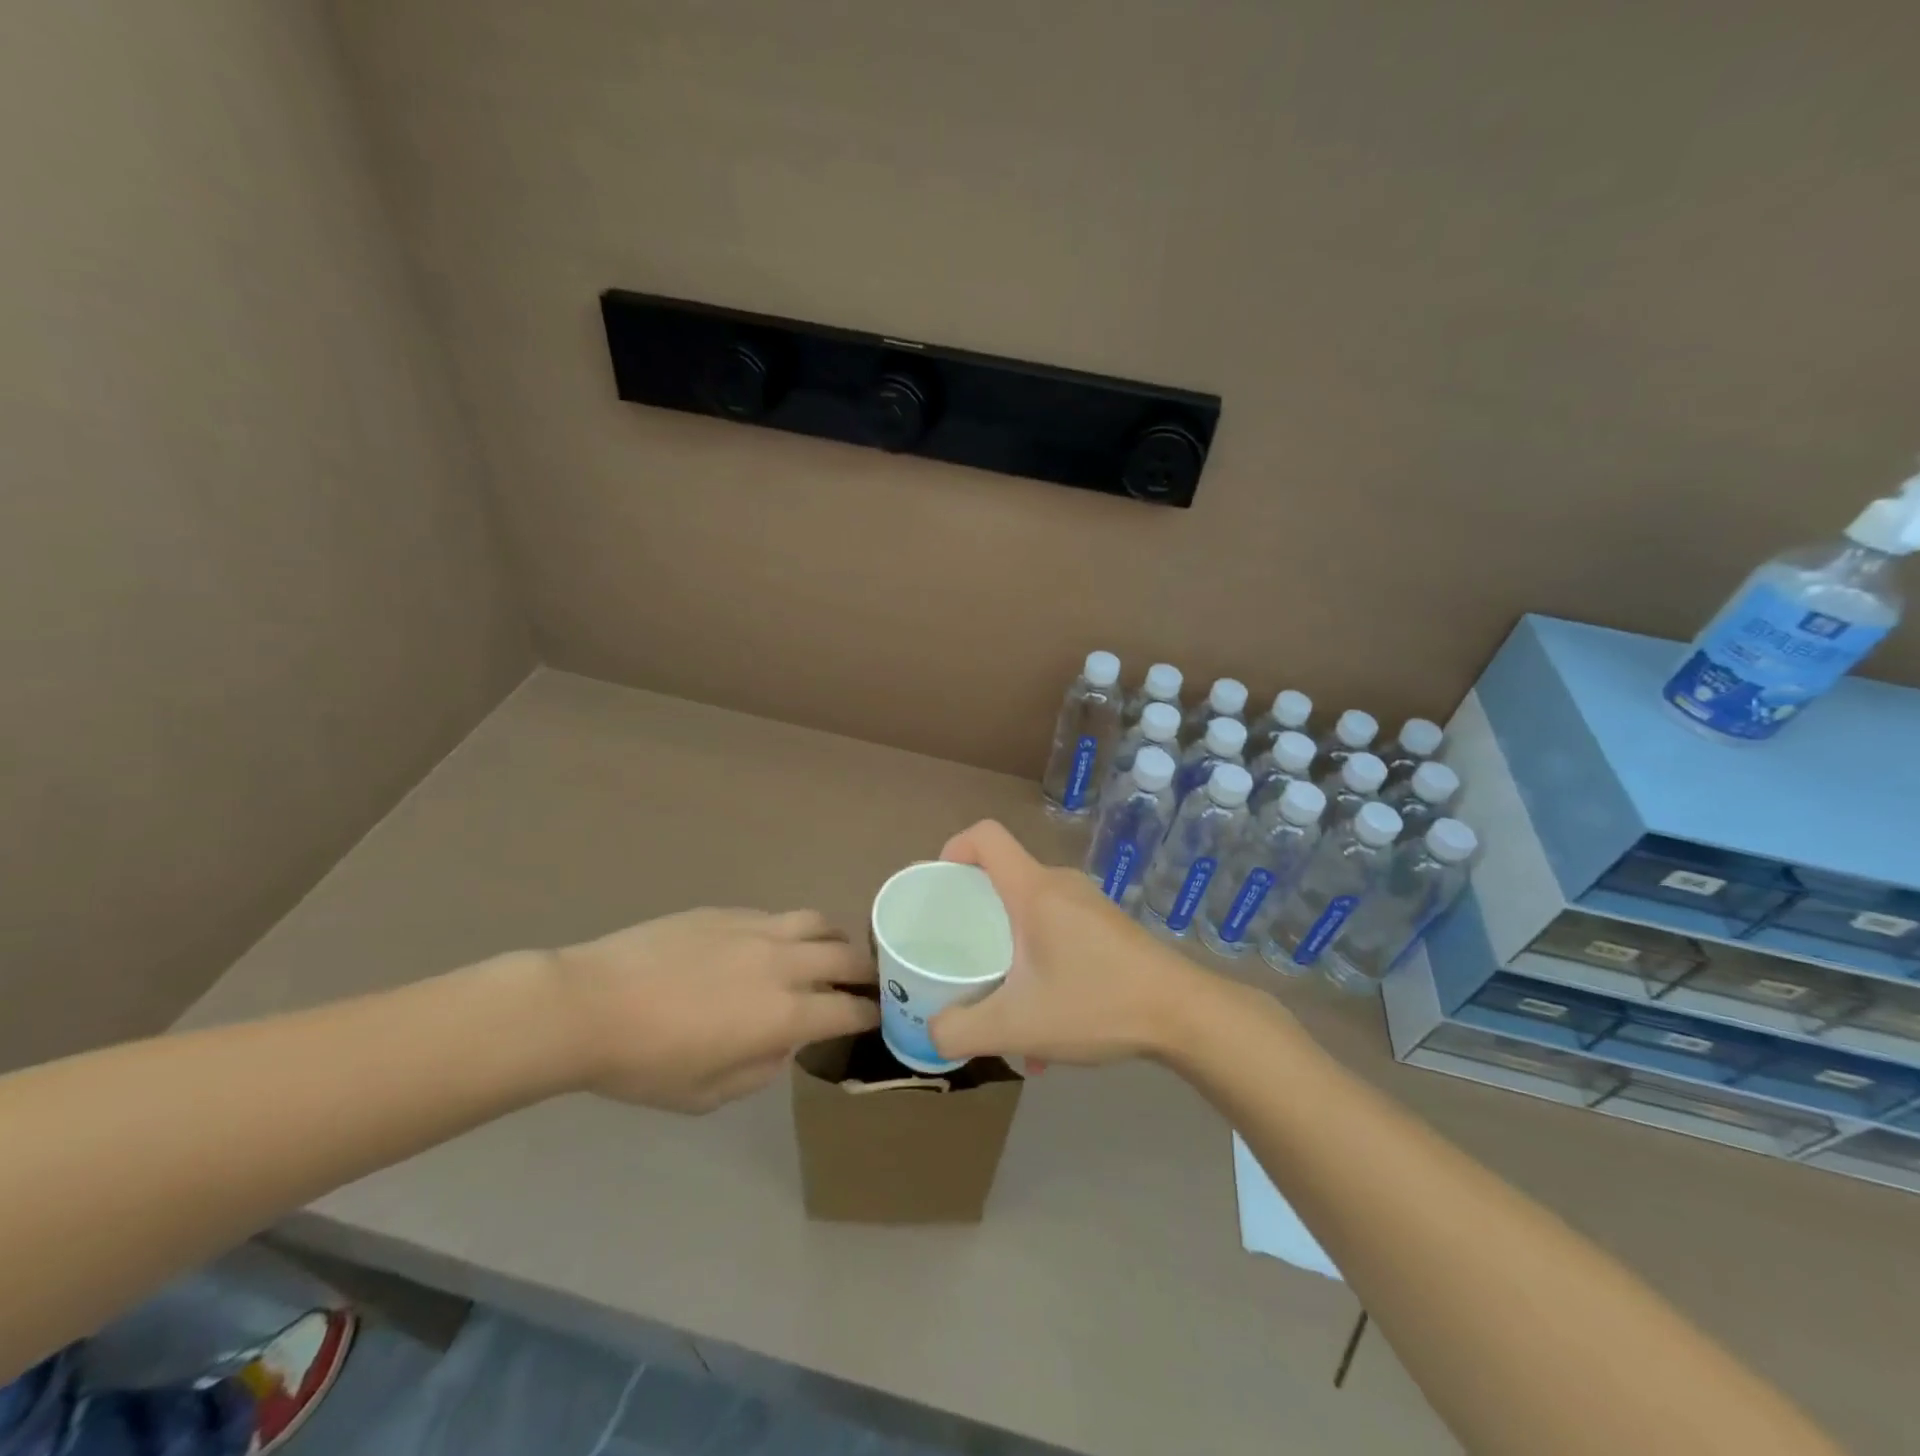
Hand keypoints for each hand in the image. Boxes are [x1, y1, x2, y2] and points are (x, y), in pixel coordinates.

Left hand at [555, 908, 877, 1111]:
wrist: (590, 1005)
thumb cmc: (646, 1063)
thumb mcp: (708, 1094)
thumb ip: (761, 1069)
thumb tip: (781, 1043)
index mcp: (783, 1013)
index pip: (849, 1008)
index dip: (872, 1014)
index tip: (879, 1017)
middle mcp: (782, 963)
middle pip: (846, 956)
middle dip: (867, 971)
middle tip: (867, 983)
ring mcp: (756, 929)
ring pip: (818, 922)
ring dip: (835, 940)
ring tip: (829, 953)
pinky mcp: (728, 912)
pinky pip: (777, 916)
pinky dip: (792, 931)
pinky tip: (773, 945)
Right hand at [929, 821, 1206, 1064]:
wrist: (1184, 1015)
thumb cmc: (1096, 1003)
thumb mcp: (1016, 1026)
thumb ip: (960, 1030)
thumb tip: (932, 1031)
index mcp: (1033, 889)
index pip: (985, 836)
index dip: (954, 849)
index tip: (940, 888)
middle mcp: (1060, 884)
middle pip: (1003, 878)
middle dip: (975, 917)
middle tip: (962, 958)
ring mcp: (1088, 904)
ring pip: (1030, 914)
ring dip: (1010, 954)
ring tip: (1008, 1009)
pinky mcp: (1107, 927)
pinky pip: (1056, 932)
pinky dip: (1040, 964)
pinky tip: (1049, 1022)